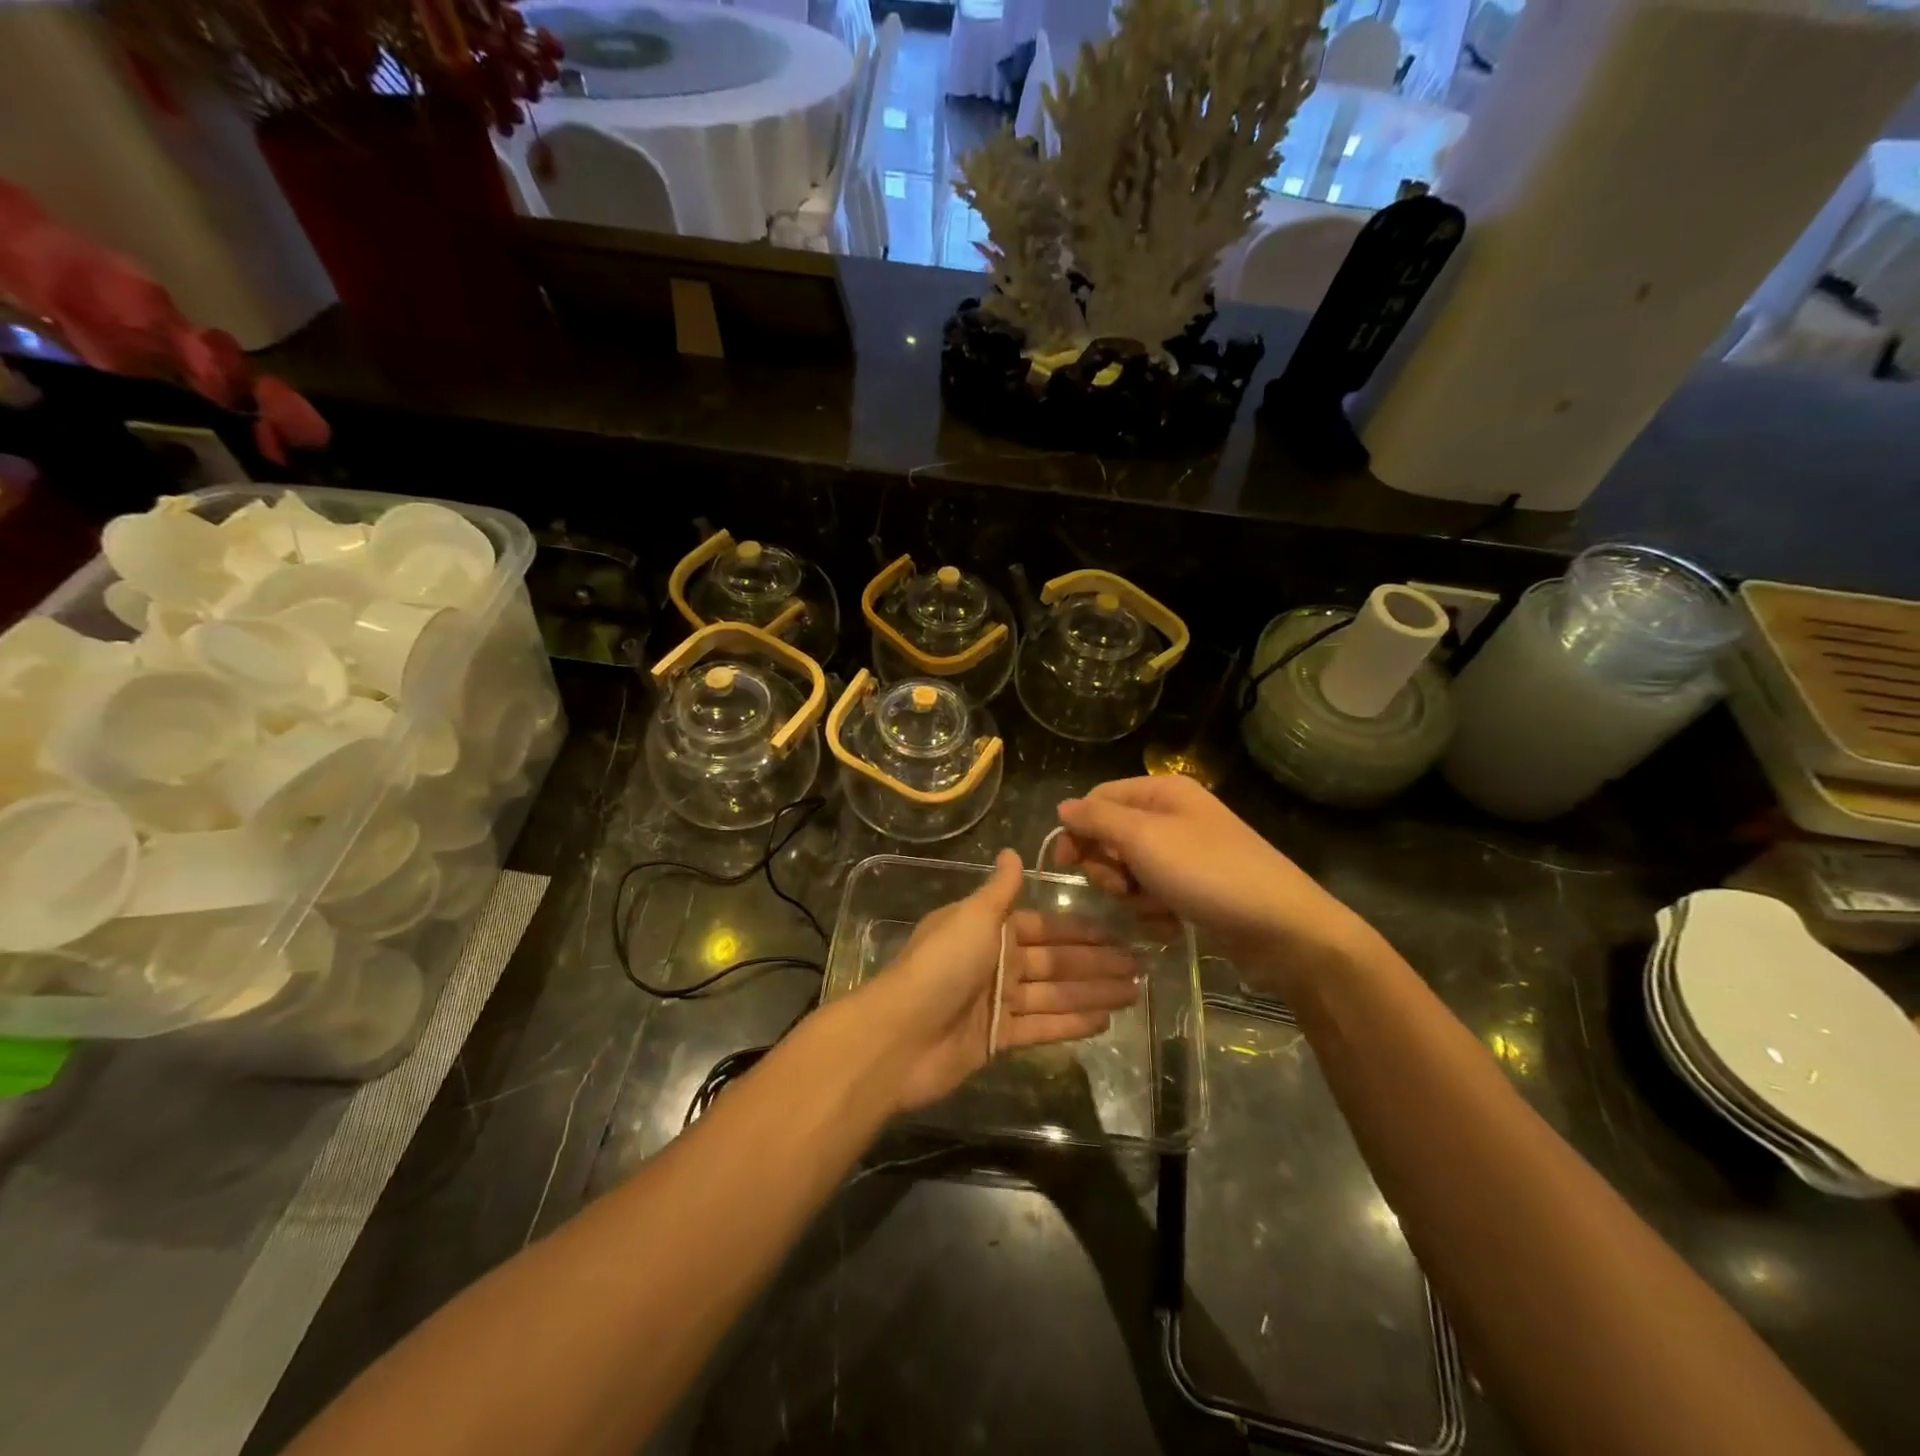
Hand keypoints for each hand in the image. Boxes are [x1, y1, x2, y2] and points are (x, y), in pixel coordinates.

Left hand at [856, 850, 1141, 1112]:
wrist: (901, 1035)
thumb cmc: (940, 966)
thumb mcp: (972, 917)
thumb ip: (998, 890)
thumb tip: (1012, 851)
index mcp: (989, 930)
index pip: (1045, 927)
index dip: (1081, 931)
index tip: (1118, 933)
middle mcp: (995, 962)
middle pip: (1055, 962)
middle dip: (1097, 964)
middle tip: (1140, 967)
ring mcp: (997, 1002)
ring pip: (1054, 994)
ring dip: (1093, 992)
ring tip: (1134, 993)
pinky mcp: (997, 1039)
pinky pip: (1042, 1027)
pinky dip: (1071, 1023)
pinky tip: (1104, 1021)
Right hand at [1054, 777, 1382, 993]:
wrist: (1282, 929)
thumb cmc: (1208, 873)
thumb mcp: (1144, 838)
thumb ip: (1097, 820)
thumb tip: (1063, 807)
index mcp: (1162, 793)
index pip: (1098, 799)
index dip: (1078, 829)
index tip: (1066, 864)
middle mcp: (1173, 817)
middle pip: (1111, 837)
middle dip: (1108, 867)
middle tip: (1121, 888)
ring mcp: (1186, 855)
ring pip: (1130, 872)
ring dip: (1133, 896)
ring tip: (1156, 909)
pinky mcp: (1196, 890)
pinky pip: (1154, 896)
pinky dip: (1155, 913)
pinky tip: (1172, 925)